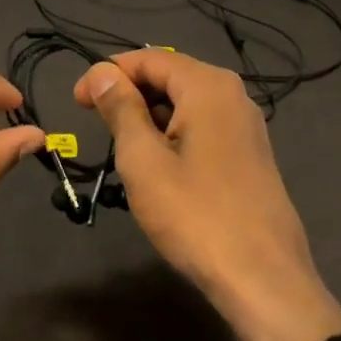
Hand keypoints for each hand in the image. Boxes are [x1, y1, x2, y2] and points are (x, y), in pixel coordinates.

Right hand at [76, 50, 340, 340]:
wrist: (264, 282)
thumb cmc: (195, 215)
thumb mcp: (143, 159)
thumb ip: (121, 108)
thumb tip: (102, 72)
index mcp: (208, 86)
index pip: (148, 59)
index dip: (107, 73)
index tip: (76, 102)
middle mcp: (232, 95)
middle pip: (169, 76)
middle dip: (129, 94)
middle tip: (95, 124)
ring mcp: (246, 126)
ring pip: (185, 104)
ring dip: (149, 117)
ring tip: (122, 148)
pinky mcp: (250, 155)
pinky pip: (202, 127)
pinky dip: (172, 134)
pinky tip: (157, 166)